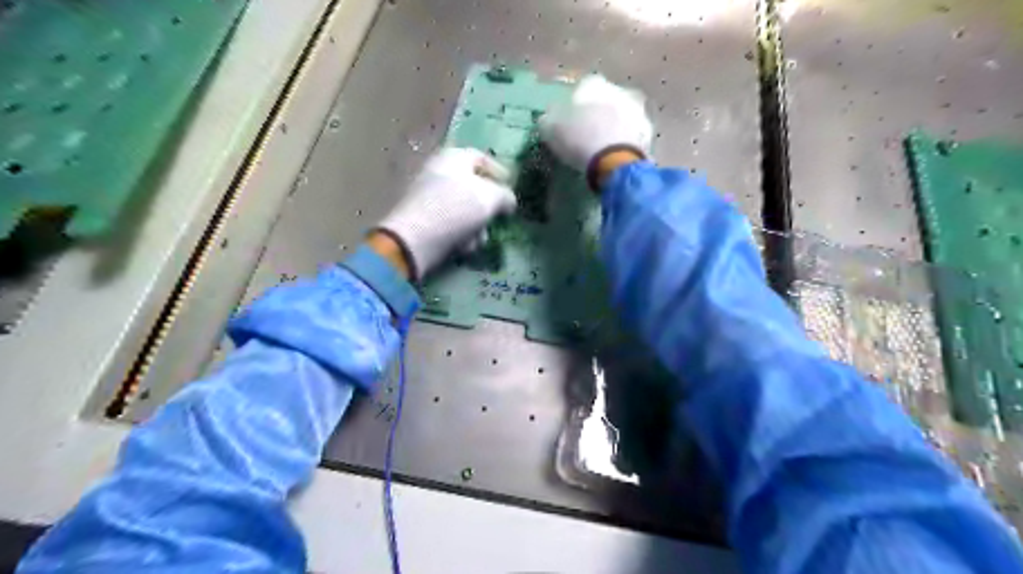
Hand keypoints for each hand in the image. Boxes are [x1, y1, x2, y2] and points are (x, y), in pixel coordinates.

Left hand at [375, 148, 516, 278]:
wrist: (415, 239)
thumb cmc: (456, 209)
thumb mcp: (491, 198)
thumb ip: (505, 196)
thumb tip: (508, 201)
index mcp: (453, 157)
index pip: (481, 157)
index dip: (499, 171)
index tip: (511, 187)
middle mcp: (438, 172)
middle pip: (472, 186)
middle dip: (488, 205)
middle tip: (498, 217)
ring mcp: (428, 196)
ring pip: (463, 208)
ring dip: (476, 225)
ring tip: (480, 238)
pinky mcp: (423, 219)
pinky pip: (449, 223)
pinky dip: (460, 234)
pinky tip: (464, 246)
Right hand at [540, 75, 649, 187]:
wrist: (614, 160)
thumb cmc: (579, 139)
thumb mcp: (551, 129)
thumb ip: (549, 119)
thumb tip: (548, 117)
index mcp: (593, 84)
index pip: (582, 88)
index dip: (574, 105)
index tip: (569, 120)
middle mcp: (617, 89)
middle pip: (604, 100)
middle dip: (597, 113)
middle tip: (587, 132)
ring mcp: (636, 109)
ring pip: (621, 114)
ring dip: (613, 125)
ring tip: (603, 144)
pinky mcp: (647, 131)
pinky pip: (632, 132)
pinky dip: (624, 139)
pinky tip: (616, 152)